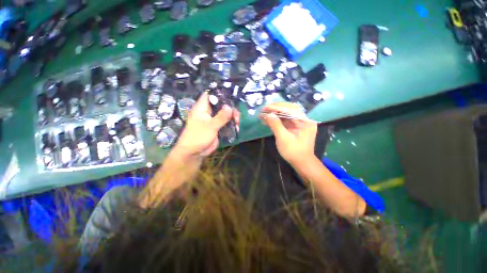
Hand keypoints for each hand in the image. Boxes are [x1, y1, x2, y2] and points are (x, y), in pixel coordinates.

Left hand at [173, 92, 239, 158]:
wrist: (194, 153)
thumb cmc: (198, 137)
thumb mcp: (210, 126)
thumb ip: (221, 117)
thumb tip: (229, 107)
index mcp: (202, 108)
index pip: (209, 95)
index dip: (219, 92)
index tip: (230, 94)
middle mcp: (208, 112)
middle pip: (221, 105)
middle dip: (230, 108)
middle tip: (236, 115)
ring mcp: (213, 120)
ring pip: (225, 114)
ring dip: (232, 117)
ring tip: (238, 122)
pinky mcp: (217, 128)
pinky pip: (226, 123)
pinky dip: (231, 124)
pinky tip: (237, 127)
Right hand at [259, 102, 316, 165]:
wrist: (301, 163)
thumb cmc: (293, 152)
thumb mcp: (283, 138)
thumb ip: (276, 125)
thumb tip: (268, 114)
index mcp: (305, 121)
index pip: (290, 110)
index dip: (276, 108)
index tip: (265, 107)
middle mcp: (303, 120)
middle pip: (289, 109)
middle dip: (275, 108)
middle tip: (264, 108)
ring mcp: (299, 124)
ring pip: (285, 115)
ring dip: (274, 114)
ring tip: (263, 114)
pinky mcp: (294, 128)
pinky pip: (284, 121)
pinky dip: (276, 120)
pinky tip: (267, 120)